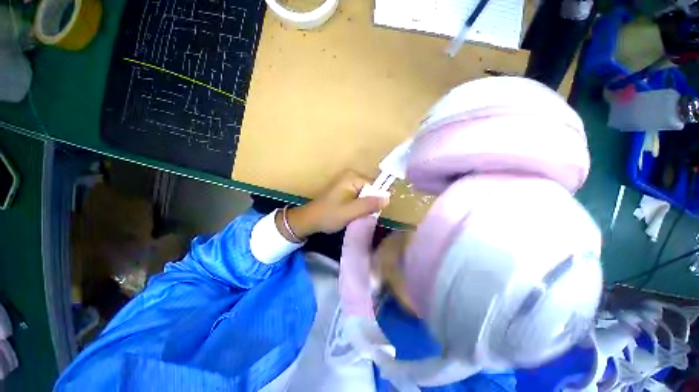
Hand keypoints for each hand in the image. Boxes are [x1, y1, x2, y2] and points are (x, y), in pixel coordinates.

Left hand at [280, 170, 388, 240]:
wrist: (309, 220)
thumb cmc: (328, 215)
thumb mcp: (350, 212)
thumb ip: (369, 204)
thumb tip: (388, 197)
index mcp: (352, 177)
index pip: (374, 186)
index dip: (375, 200)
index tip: (370, 213)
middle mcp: (350, 176)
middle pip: (370, 190)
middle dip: (369, 204)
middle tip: (361, 215)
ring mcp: (347, 182)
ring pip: (365, 195)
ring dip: (364, 206)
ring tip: (356, 215)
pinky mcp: (344, 189)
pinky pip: (359, 196)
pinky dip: (358, 206)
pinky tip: (352, 213)